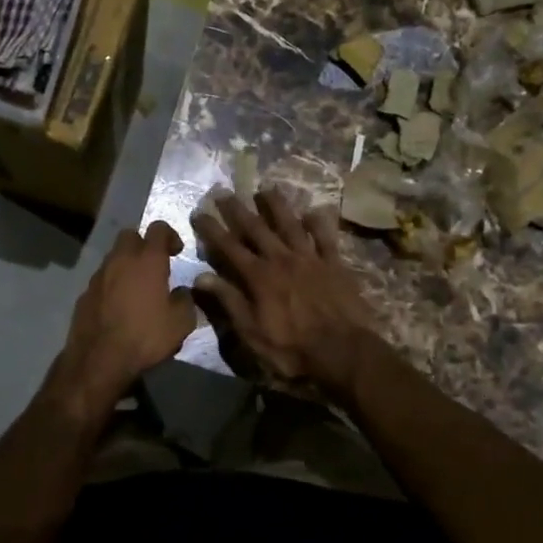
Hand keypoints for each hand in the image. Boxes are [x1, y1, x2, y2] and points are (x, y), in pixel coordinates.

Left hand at [55, 221, 197, 406]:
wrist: (99, 360)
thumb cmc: (146, 336)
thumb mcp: (181, 323)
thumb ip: (186, 300)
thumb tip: (182, 292)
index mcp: (147, 260)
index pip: (158, 228)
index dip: (170, 235)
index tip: (177, 251)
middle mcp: (120, 260)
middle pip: (130, 235)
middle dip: (143, 244)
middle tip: (155, 265)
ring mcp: (99, 276)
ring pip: (114, 257)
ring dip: (126, 264)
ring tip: (137, 288)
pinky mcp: (84, 293)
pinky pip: (102, 279)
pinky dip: (112, 284)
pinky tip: (119, 306)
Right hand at [190, 188, 376, 394]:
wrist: (344, 353)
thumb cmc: (292, 349)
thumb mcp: (251, 332)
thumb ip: (228, 301)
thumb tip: (201, 276)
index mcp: (259, 277)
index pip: (229, 247)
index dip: (212, 229)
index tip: (198, 212)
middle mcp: (282, 259)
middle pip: (256, 228)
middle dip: (237, 209)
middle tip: (224, 191)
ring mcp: (310, 259)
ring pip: (290, 224)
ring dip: (276, 206)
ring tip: (266, 189)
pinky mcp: (335, 264)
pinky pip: (326, 237)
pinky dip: (319, 223)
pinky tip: (313, 212)